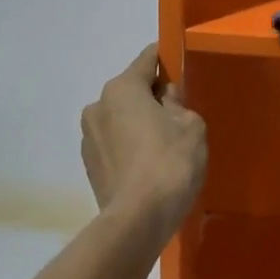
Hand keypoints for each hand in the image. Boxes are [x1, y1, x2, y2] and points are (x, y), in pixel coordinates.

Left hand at [80, 46, 206, 239]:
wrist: (138, 219)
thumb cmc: (169, 163)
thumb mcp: (191, 126)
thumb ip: (178, 104)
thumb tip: (165, 99)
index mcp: (122, 88)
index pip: (147, 59)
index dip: (165, 60)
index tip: (178, 65)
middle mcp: (97, 106)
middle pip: (131, 91)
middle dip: (152, 98)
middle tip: (177, 117)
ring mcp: (88, 137)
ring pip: (120, 120)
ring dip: (138, 125)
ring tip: (162, 149)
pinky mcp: (89, 165)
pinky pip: (114, 145)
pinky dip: (129, 149)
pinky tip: (147, 168)